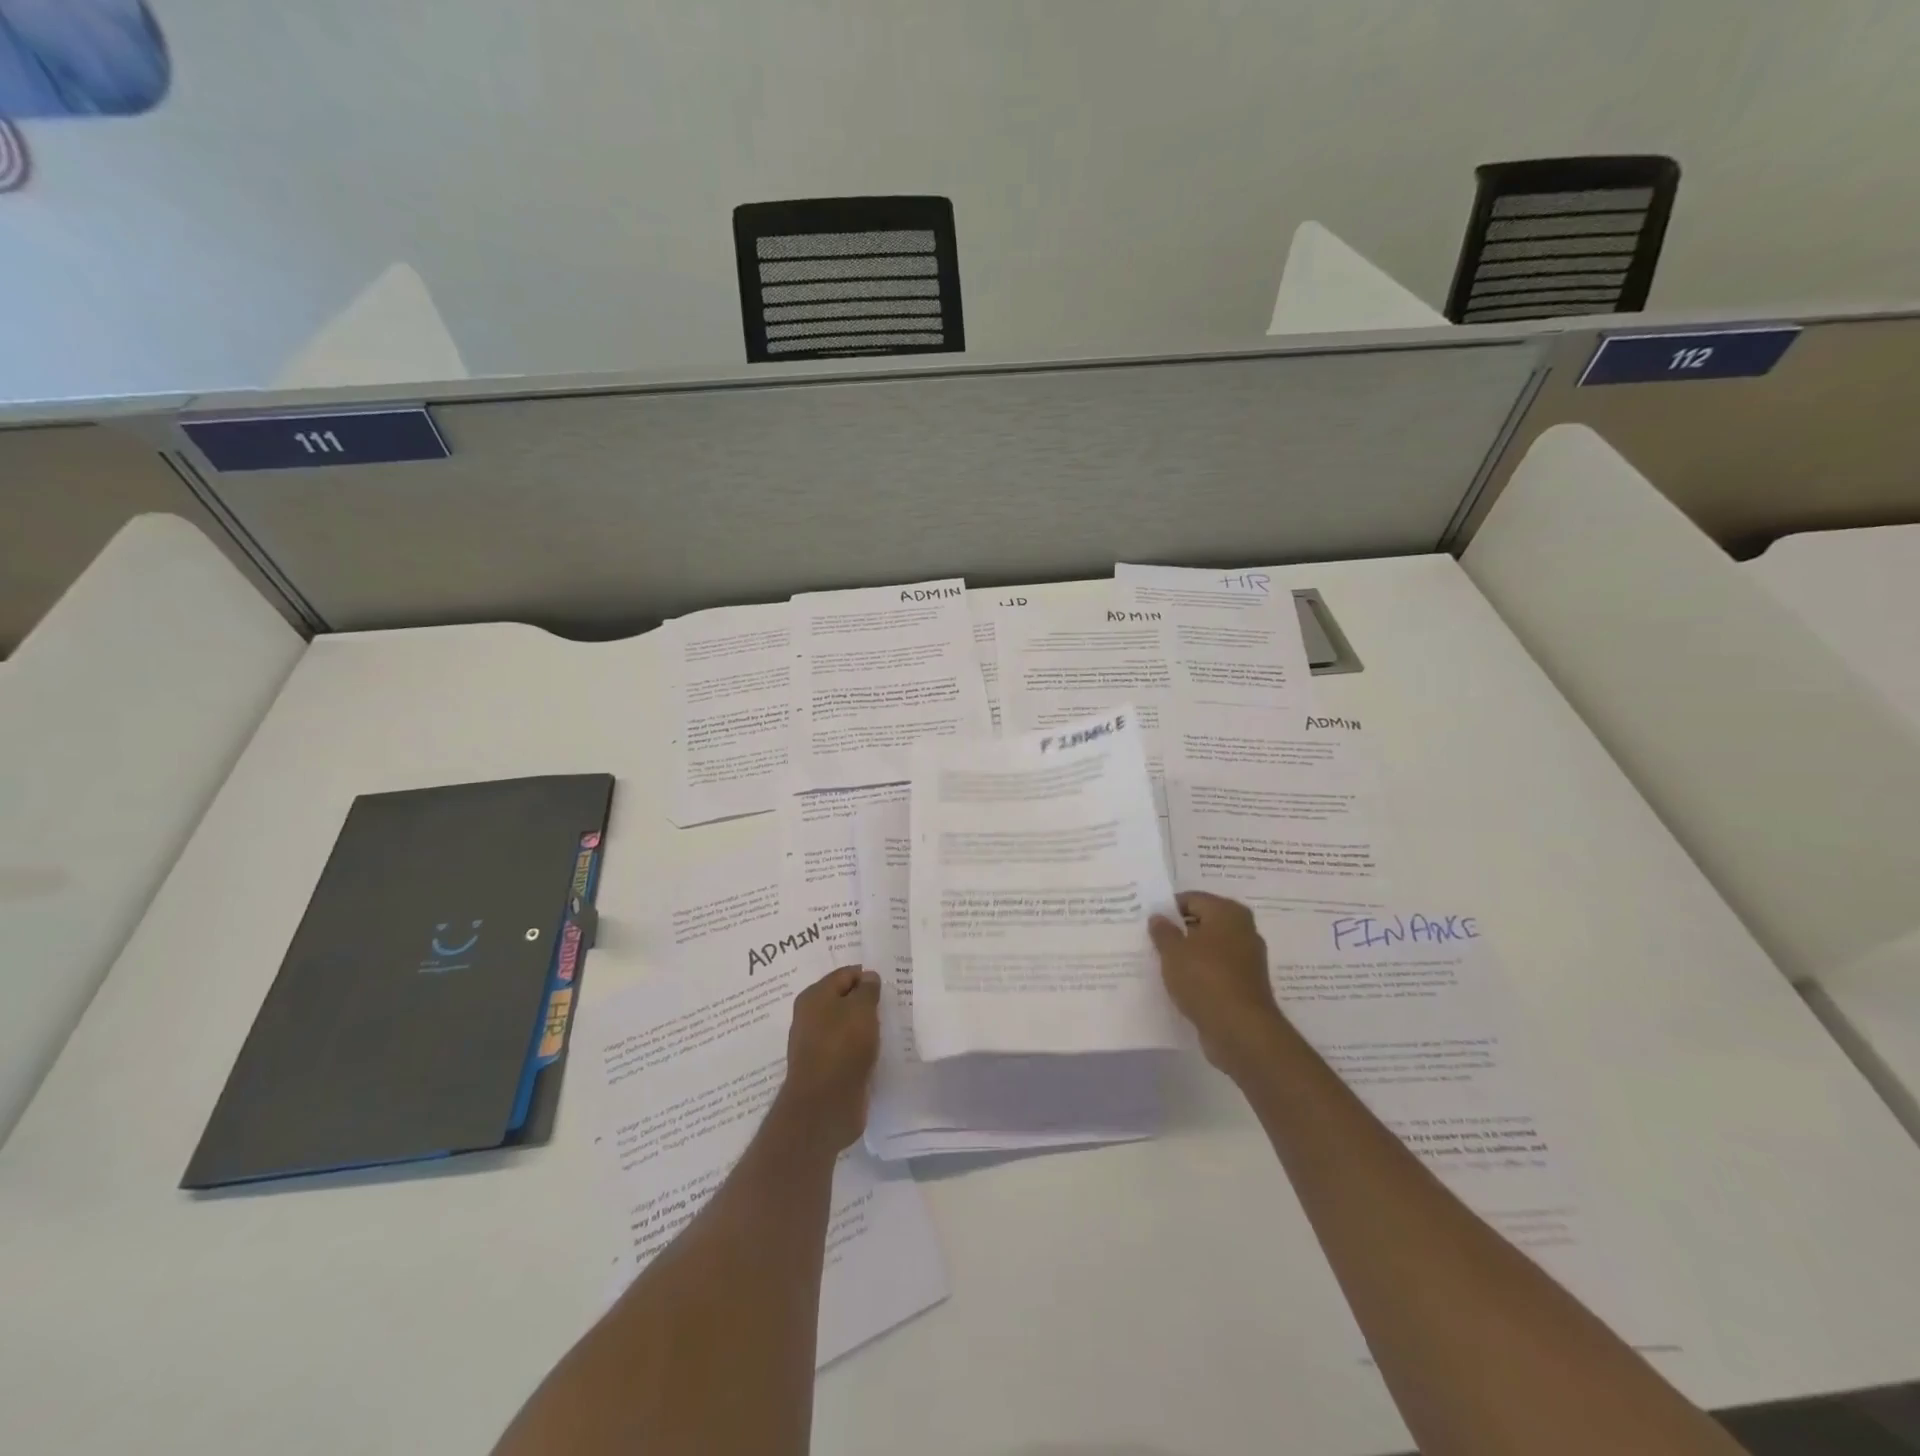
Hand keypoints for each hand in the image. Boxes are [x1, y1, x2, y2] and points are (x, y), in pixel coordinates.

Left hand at [774, 965, 881, 1153]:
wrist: (824, 1105)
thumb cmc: (842, 1047)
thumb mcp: (861, 1009)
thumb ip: (867, 990)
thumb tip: (868, 977)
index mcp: (814, 996)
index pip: (845, 974)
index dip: (868, 977)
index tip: (890, 987)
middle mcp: (810, 1017)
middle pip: (844, 1000)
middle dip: (866, 1002)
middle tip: (892, 1006)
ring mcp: (816, 1044)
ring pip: (846, 1026)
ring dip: (865, 1027)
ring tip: (888, 1028)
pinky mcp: (825, 1068)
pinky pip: (847, 1049)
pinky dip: (861, 1048)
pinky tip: (877, 1052)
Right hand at [1149, 892, 1285, 1075]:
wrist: (1241, 1031)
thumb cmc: (1205, 979)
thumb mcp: (1173, 951)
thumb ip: (1163, 931)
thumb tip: (1158, 917)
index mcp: (1228, 913)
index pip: (1191, 899)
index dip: (1167, 909)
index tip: (1147, 922)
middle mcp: (1243, 930)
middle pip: (1202, 923)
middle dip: (1178, 931)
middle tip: (1151, 941)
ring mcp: (1247, 959)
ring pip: (1209, 949)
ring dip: (1188, 955)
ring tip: (1161, 964)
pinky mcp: (1245, 985)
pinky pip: (1216, 971)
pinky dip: (1199, 974)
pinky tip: (1179, 984)